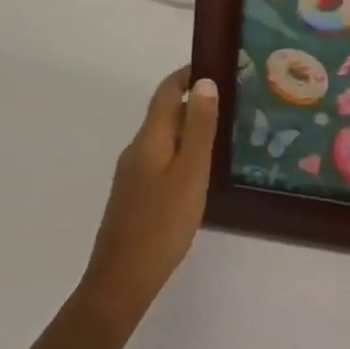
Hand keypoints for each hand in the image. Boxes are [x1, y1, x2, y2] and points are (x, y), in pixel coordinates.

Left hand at [78, 66, 218, 333]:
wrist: (120, 283)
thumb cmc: (161, 224)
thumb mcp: (190, 173)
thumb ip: (198, 128)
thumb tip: (204, 82)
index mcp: (149, 138)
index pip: (166, 91)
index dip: (187, 74)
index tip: (215, 65)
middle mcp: (136, 149)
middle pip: (164, 113)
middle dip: (193, 101)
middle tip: (230, 102)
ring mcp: (132, 174)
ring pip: (162, 138)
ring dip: (188, 128)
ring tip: (221, 134)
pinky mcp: (134, 197)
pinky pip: (160, 159)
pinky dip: (180, 152)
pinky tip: (198, 172)